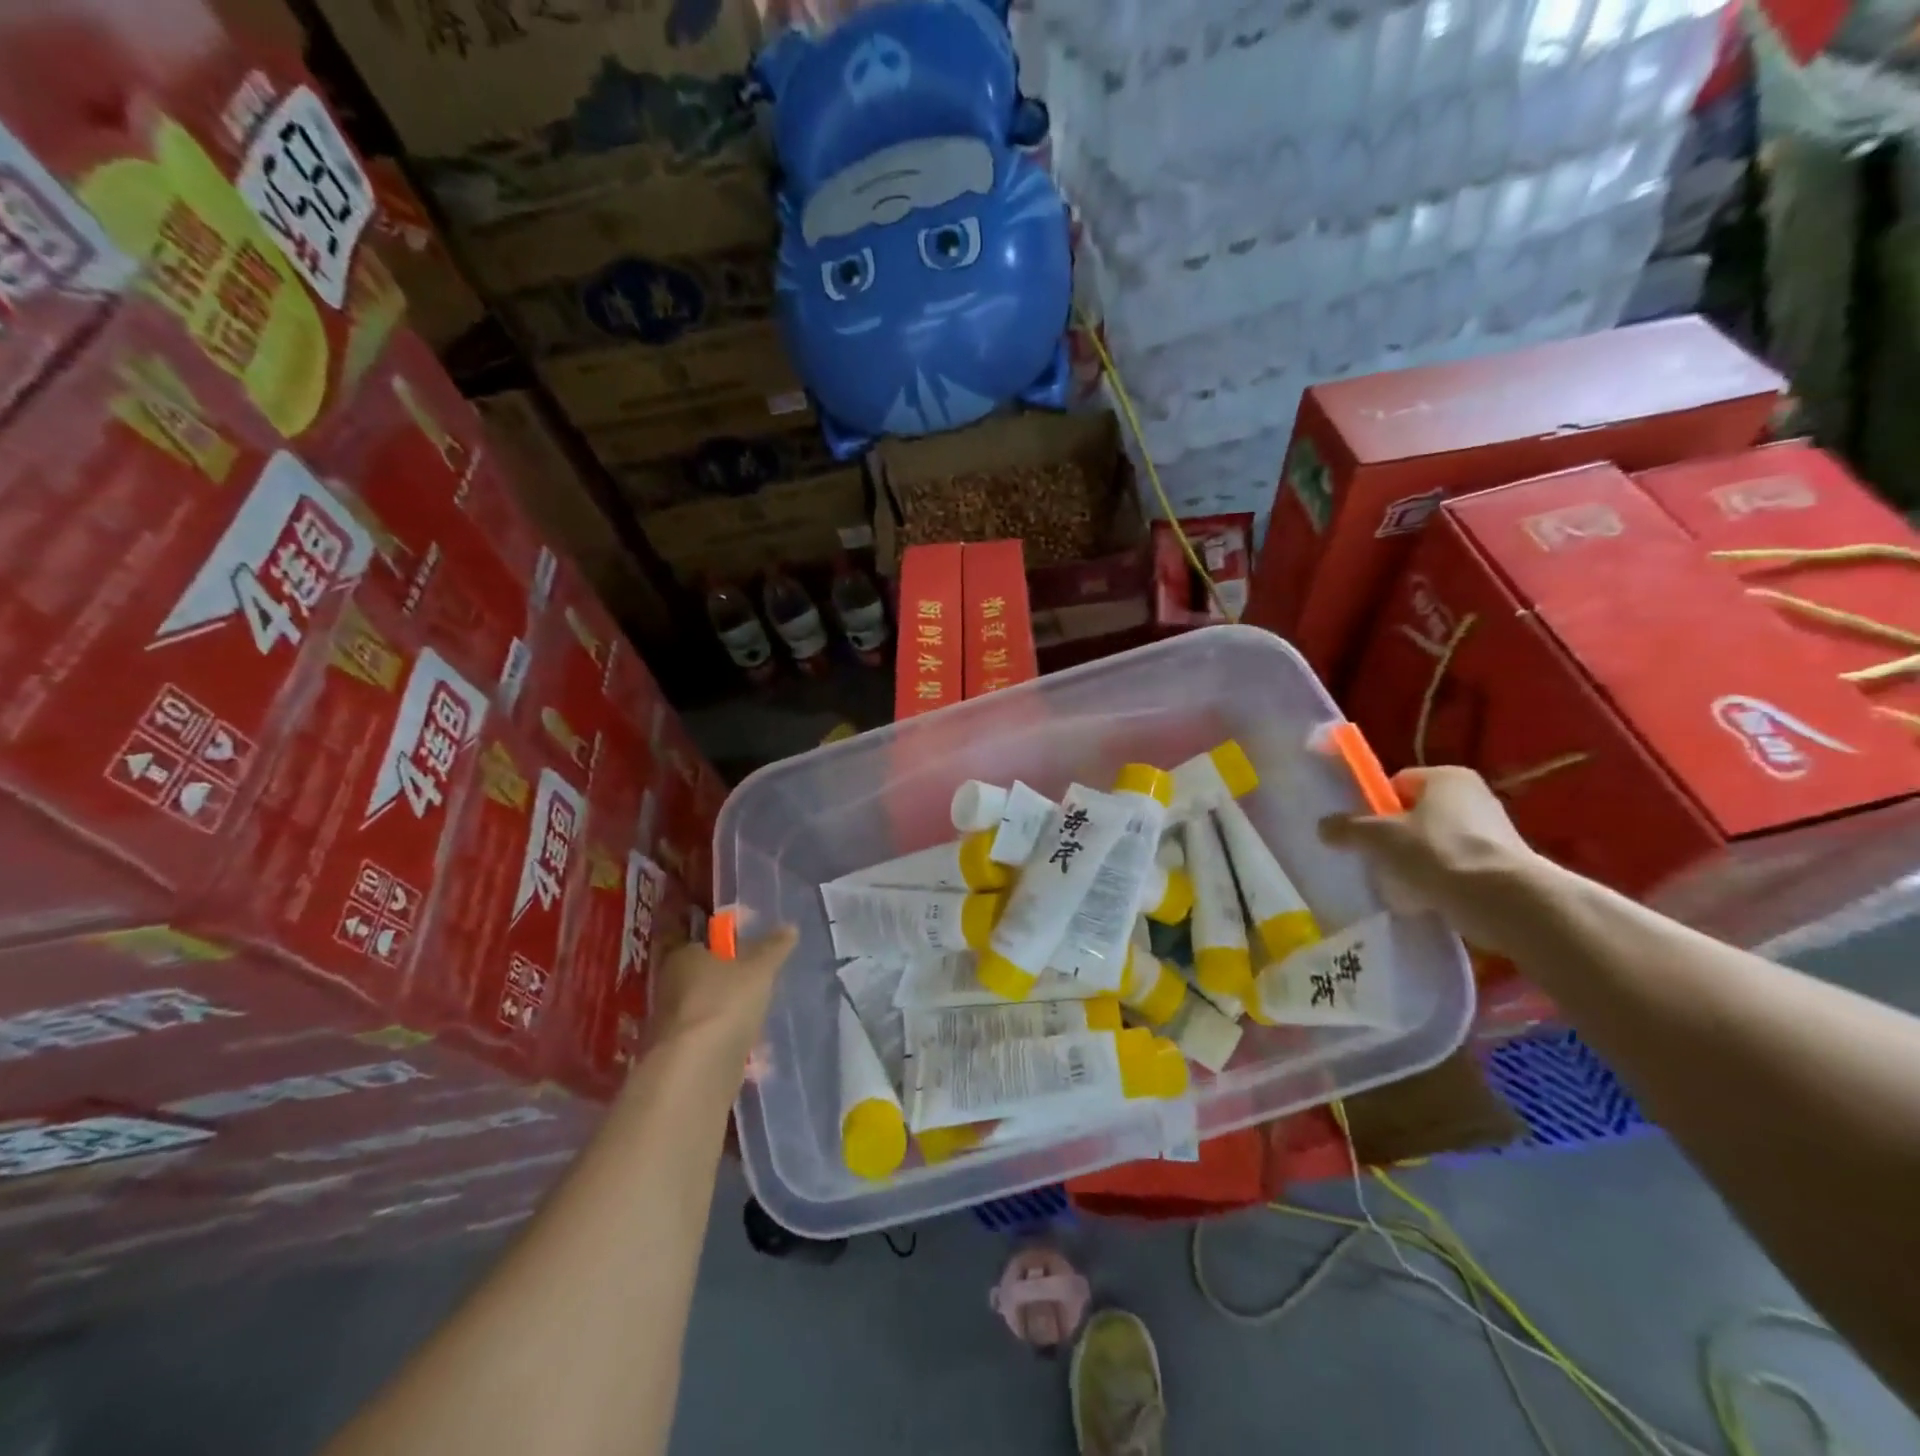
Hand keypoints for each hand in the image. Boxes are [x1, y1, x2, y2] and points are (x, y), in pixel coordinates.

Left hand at [650, 925, 796, 1056]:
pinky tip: (752, 1048)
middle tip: (762, 983)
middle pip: (706, 977)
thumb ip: (774, 948)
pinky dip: (729, 1040)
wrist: (697, 1069)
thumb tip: (790, 927)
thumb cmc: (725, 1003)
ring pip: (709, 1010)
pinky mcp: (681, 1056)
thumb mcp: (759, 969)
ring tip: (761, 1016)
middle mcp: (670, 987)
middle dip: (732, 982)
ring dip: (732, 1013)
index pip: (705, 943)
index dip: (729, 945)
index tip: (753, 952)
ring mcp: (673, 1024)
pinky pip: (710, 1039)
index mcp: (682, 957)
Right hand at [1319, 766, 1547, 956]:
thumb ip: (1347, 828)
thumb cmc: (1437, 852)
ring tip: (1402, 886)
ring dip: (1416, 863)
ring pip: (1435, 844)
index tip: (1364, 833)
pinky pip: (1457, 868)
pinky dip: (1440, 882)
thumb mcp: (1378, 837)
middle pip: (1416, 815)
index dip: (1376, 807)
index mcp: (1447, 777)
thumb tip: (1324, 827)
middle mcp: (1475, 796)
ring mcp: (1494, 832)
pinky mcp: (1504, 865)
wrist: (1506, 901)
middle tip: (1378, 860)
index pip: (1398, 784)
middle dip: (1395, 839)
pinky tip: (1428, 900)